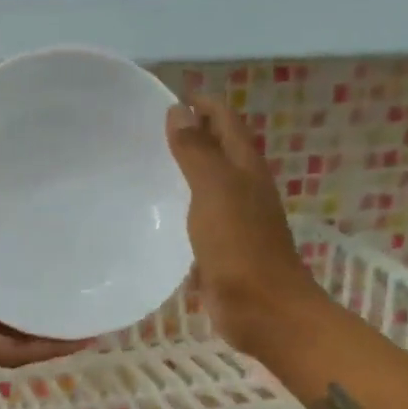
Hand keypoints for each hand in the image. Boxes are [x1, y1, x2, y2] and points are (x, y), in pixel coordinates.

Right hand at [165, 99, 324, 355]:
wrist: (263, 309)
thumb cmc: (240, 246)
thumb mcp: (215, 191)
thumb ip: (196, 152)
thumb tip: (180, 111)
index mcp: (245, 167)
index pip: (225, 120)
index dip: (201, 104)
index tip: (166, 99)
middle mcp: (243, 188)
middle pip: (217, 150)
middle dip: (189, 135)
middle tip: (145, 132)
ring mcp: (234, 221)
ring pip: (207, 186)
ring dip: (183, 174)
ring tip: (145, 168)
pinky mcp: (222, 250)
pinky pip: (199, 220)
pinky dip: (180, 211)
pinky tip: (155, 217)